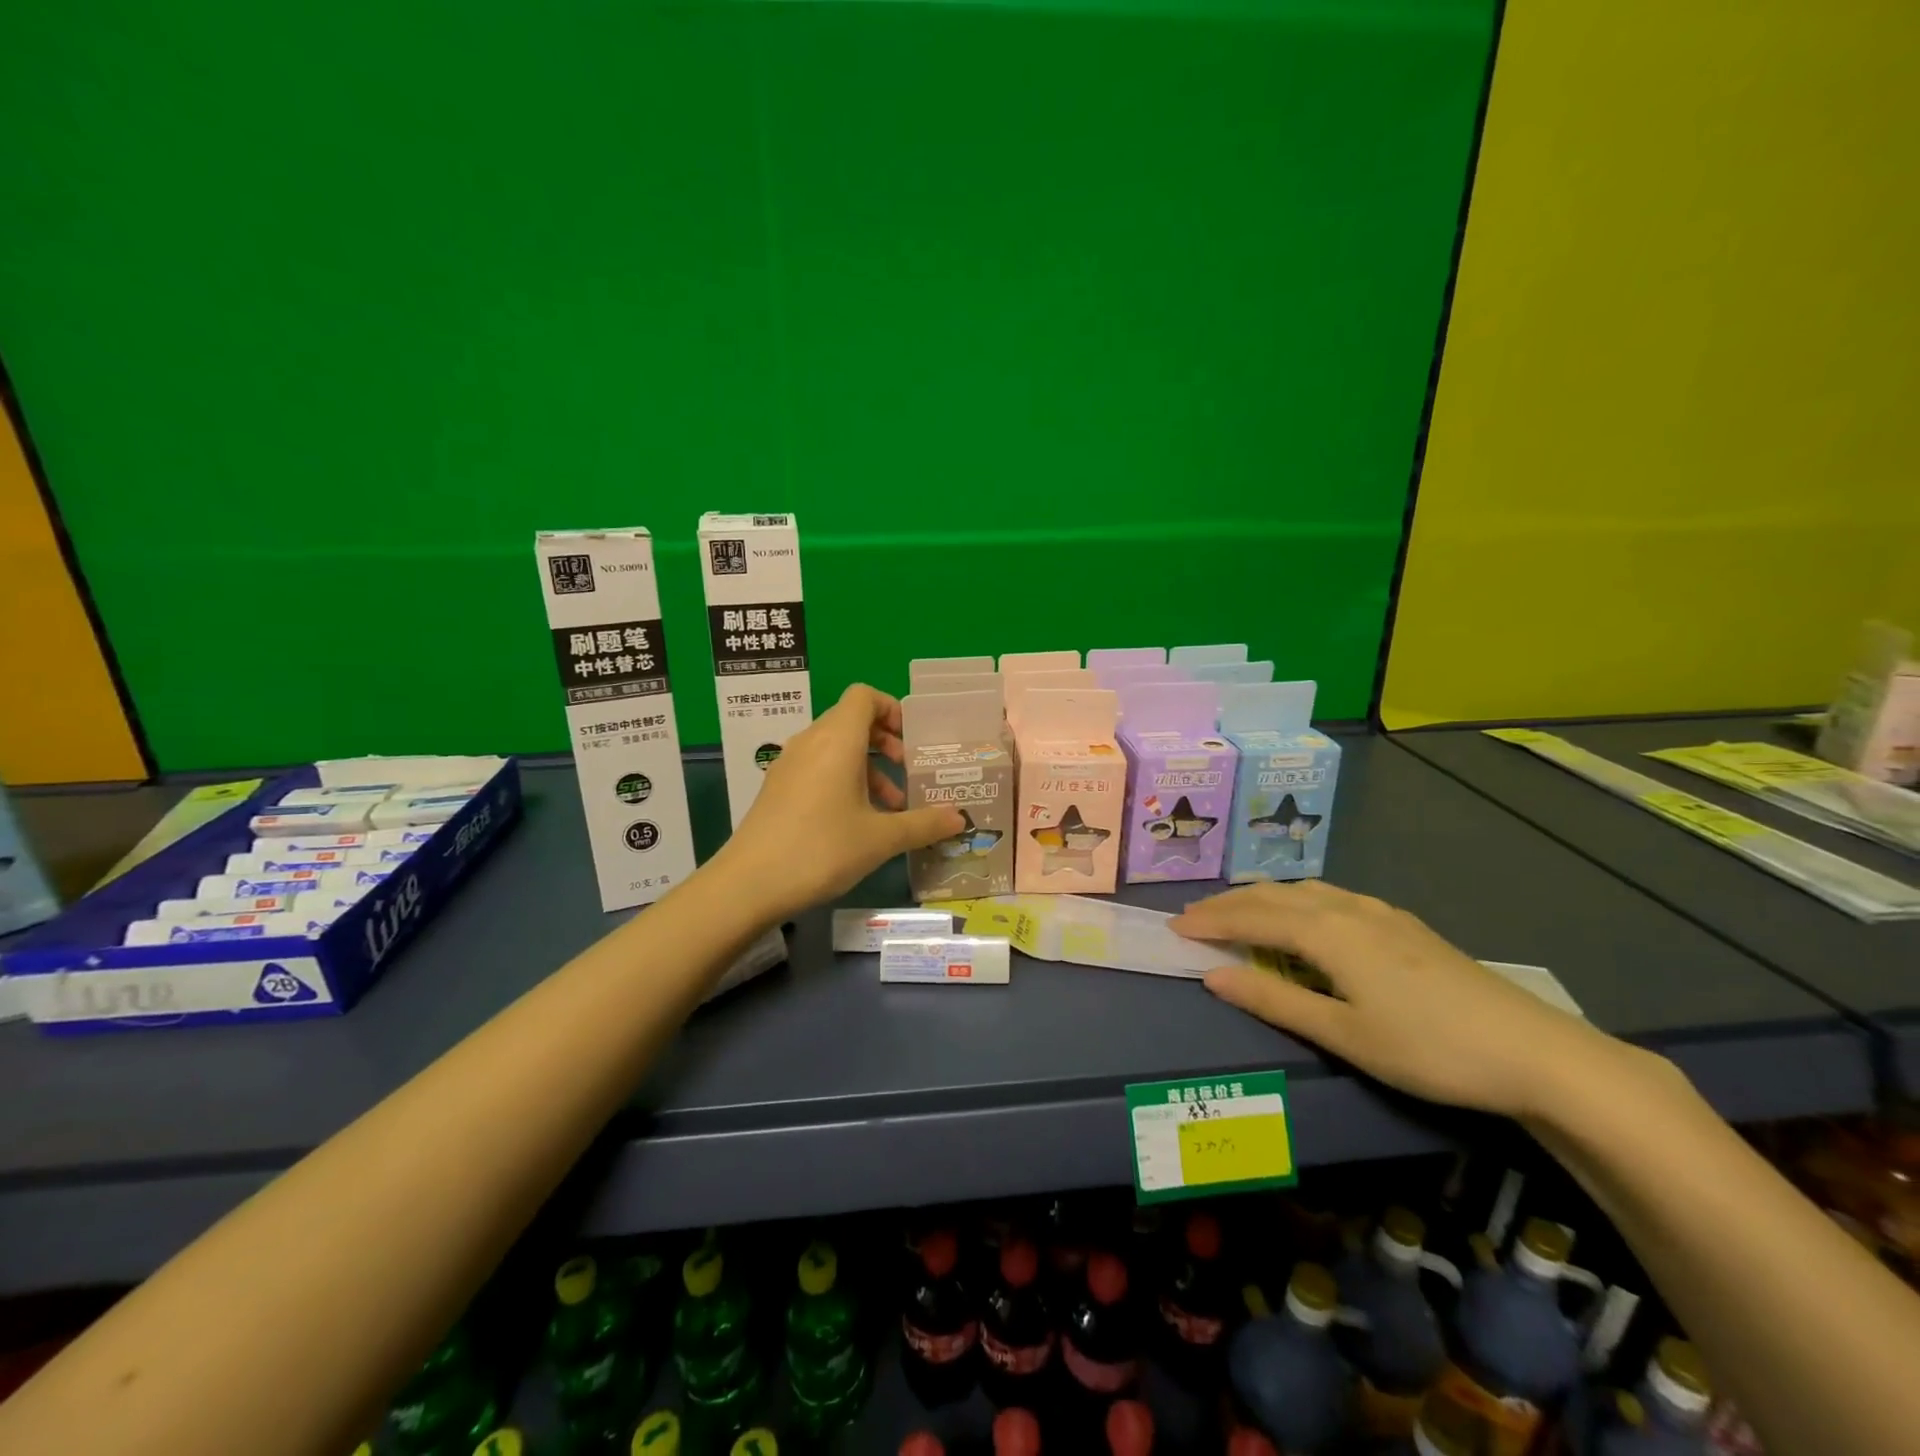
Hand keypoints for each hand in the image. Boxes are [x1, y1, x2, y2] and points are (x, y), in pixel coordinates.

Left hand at [715, 684, 964, 919]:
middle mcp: (811, 742)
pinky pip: (817, 767)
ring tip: (891, 807)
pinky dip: (843, 779)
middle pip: (851, 720)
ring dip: (867, 766)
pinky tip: (857, 821)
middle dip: (886, 741)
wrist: (749, 884)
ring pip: (835, 747)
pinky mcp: (777, 788)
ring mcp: (789, 764)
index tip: (913, 740)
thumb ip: (923, 824)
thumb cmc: (821, 849)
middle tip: (908, 771)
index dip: (892, 709)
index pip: (864, 696)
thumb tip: (960, 818)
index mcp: (837, 740)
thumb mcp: (881, 839)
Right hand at [1172, 882, 1629, 1119]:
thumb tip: (1213, 976)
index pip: (1252, 917)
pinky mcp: (1402, 923)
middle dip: (1228, 904)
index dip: (1210, 920)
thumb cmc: (1429, 1049)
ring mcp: (1379, 912)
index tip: (1174, 927)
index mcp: (1327, 933)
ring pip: (1303, 891)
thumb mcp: (1345, 1035)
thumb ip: (1275, 1001)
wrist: (1535, 1051)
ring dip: (1262, 898)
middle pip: (1273, 895)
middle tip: (1193, 918)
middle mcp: (1347, 909)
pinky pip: (1330, 896)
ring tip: (1238, 913)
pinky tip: (1305, 916)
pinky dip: (1296, 900)